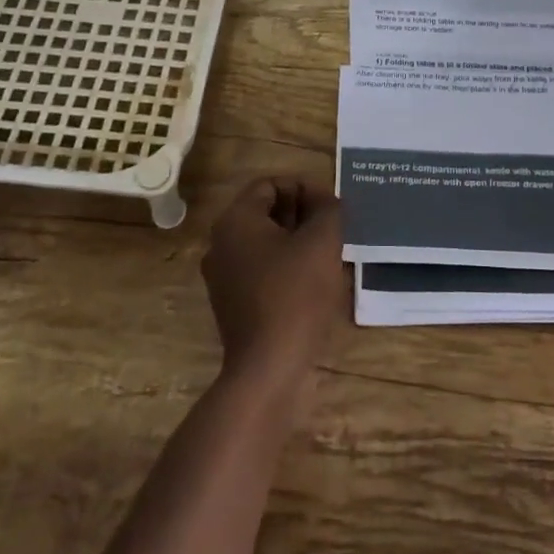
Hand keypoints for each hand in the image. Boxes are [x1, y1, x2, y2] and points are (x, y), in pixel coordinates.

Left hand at [201, 177, 345, 389]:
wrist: (268, 368)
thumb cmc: (295, 294)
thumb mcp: (322, 242)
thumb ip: (328, 210)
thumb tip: (326, 202)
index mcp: (235, 220)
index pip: (271, 184)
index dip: (305, 187)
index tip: (332, 206)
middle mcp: (221, 243)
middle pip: (265, 211)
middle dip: (301, 213)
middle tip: (333, 227)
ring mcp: (223, 276)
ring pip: (264, 242)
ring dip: (296, 240)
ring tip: (328, 252)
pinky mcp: (232, 304)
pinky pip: (261, 269)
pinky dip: (285, 266)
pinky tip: (312, 280)